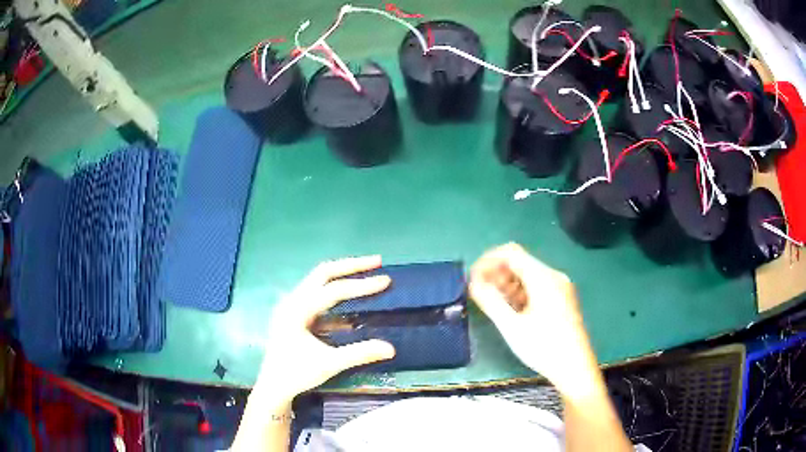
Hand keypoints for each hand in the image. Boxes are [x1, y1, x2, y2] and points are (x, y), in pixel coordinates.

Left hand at [255, 256, 395, 403]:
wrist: (273, 387)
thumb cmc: (296, 374)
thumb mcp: (329, 364)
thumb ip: (359, 353)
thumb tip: (392, 348)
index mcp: (297, 309)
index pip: (333, 290)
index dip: (361, 285)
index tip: (386, 280)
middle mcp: (292, 301)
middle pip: (323, 273)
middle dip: (350, 266)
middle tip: (377, 262)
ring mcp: (291, 306)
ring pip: (319, 281)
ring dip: (342, 275)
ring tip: (366, 273)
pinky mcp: (295, 314)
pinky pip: (317, 295)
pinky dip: (336, 292)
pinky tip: (351, 299)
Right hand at [469, 243, 595, 392]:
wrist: (575, 369)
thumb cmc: (543, 348)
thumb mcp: (512, 327)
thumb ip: (491, 301)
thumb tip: (473, 282)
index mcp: (543, 277)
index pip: (511, 252)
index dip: (488, 261)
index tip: (473, 279)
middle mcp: (553, 276)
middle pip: (519, 263)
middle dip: (496, 274)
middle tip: (479, 294)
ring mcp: (560, 288)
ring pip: (527, 276)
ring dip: (507, 285)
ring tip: (492, 304)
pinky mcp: (561, 299)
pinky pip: (536, 287)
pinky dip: (520, 293)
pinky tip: (510, 310)